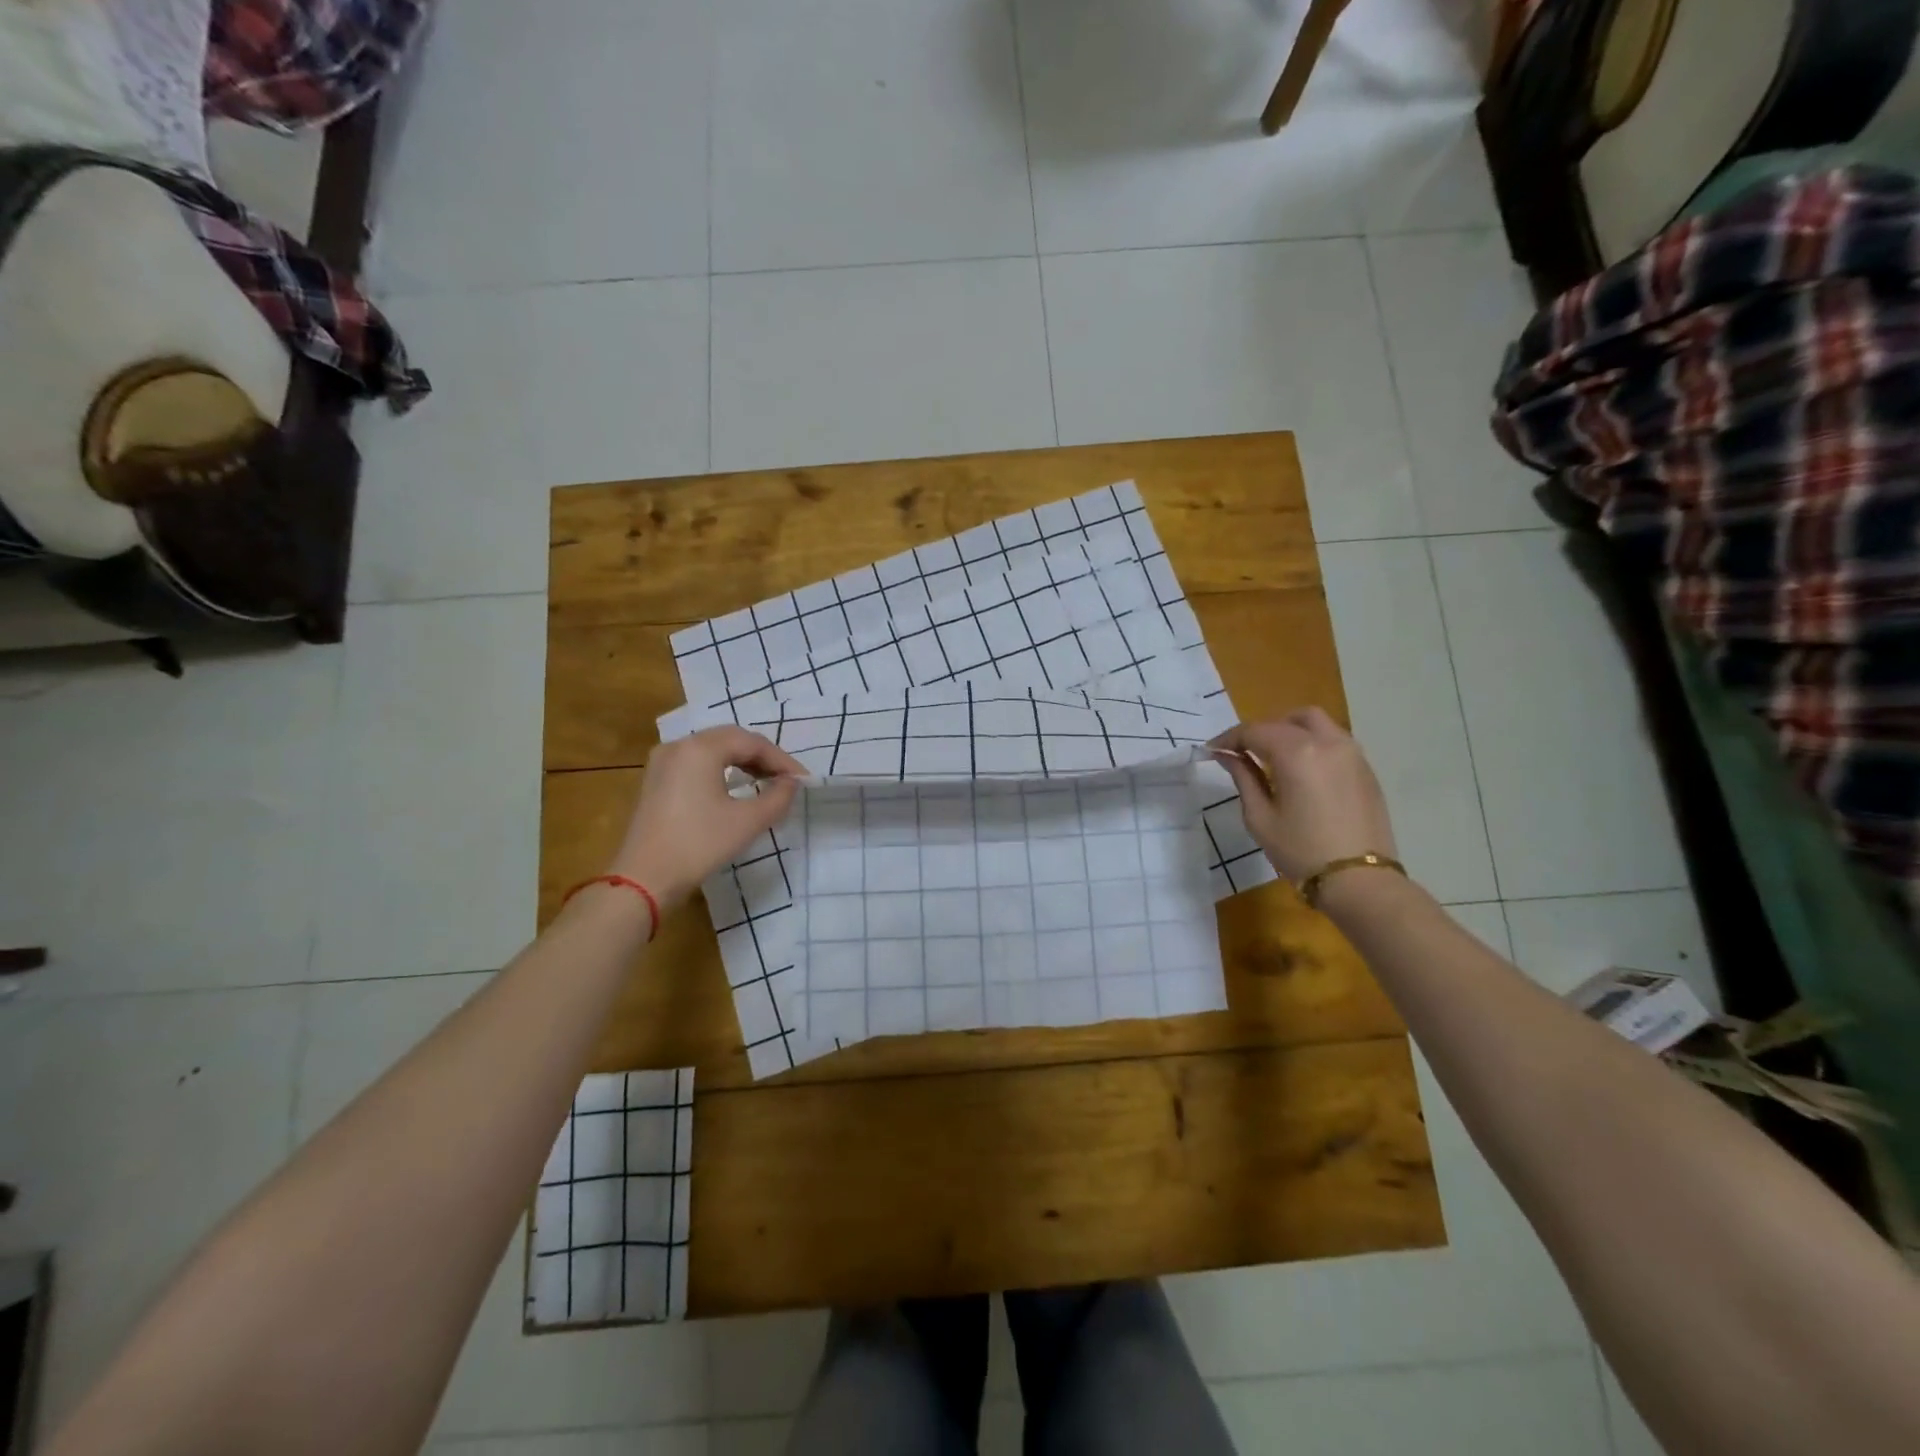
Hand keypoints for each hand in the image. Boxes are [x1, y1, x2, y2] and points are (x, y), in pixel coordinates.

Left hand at [608, 727, 806, 908]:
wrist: (644, 879)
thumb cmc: (699, 845)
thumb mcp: (748, 822)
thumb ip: (778, 797)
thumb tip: (791, 783)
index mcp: (701, 749)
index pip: (752, 743)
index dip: (781, 759)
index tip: (802, 780)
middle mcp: (679, 746)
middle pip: (730, 739)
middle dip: (762, 756)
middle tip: (786, 778)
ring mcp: (663, 762)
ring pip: (712, 749)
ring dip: (741, 761)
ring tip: (766, 781)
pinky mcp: (656, 780)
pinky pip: (696, 762)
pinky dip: (720, 769)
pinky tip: (734, 787)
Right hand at [1209, 709, 1396, 882]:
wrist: (1359, 879)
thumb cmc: (1300, 850)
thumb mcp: (1260, 817)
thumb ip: (1243, 778)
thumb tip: (1227, 755)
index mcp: (1296, 753)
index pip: (1254, 731)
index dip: (1229, 738)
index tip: (1212, 750)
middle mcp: (1327, 742)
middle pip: (1287, 720)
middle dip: (1261, 730)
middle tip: (1243, 752)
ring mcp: (1352, 753)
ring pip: (1316, 723)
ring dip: (1289, 730)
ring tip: (1273, 757)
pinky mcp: (1365, 768)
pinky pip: (1334, 740)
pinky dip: (1312, 743)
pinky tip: (1301, 770)